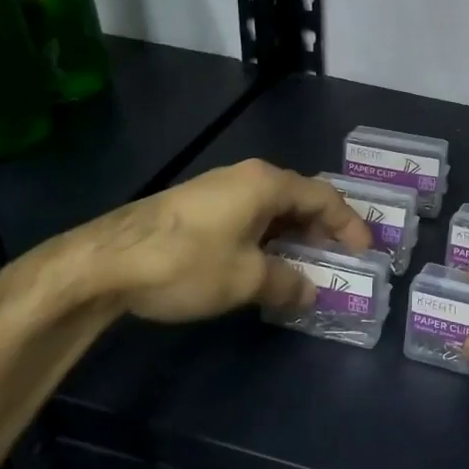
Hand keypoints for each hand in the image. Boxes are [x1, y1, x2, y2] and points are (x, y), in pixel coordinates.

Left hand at [53, 159, 370, 323]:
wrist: (102, 262)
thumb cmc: (186, 263)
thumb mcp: (245, 279)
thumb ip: (286, 282)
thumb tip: (309, 291)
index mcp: (266, 184)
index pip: (324, 197)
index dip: (349, 223)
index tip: (365, 251)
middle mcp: (245, 176)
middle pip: (298, 198)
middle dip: (322, 228)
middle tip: (339, 257)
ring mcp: (217, 188)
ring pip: (271, 208)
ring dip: (292, 234)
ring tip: (306, 263)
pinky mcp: (194, 206)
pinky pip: (247, 215)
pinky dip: (266, 236)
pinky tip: (262, 262)